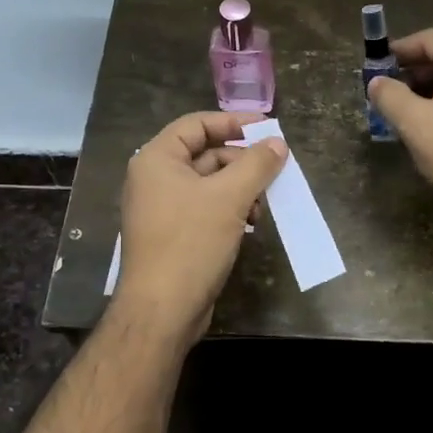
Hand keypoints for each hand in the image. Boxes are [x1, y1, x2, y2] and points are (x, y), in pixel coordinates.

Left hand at [112, 110, 288, 347]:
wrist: (162, 310)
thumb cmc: (191, 243)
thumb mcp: (230, 198)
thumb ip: (256, 165)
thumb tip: (277, 143)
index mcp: (157, 160)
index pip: (197, 124)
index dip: (233, 122)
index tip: (267, 127)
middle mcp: (155, 179)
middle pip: (206, 153)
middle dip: (242, 162)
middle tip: (274, 170)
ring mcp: (163, 208)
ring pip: (210, 184)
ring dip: (241, 188)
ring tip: (263, 205)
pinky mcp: (174, 234)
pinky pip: (206, 208)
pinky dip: (231, 209)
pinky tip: (252, 223)